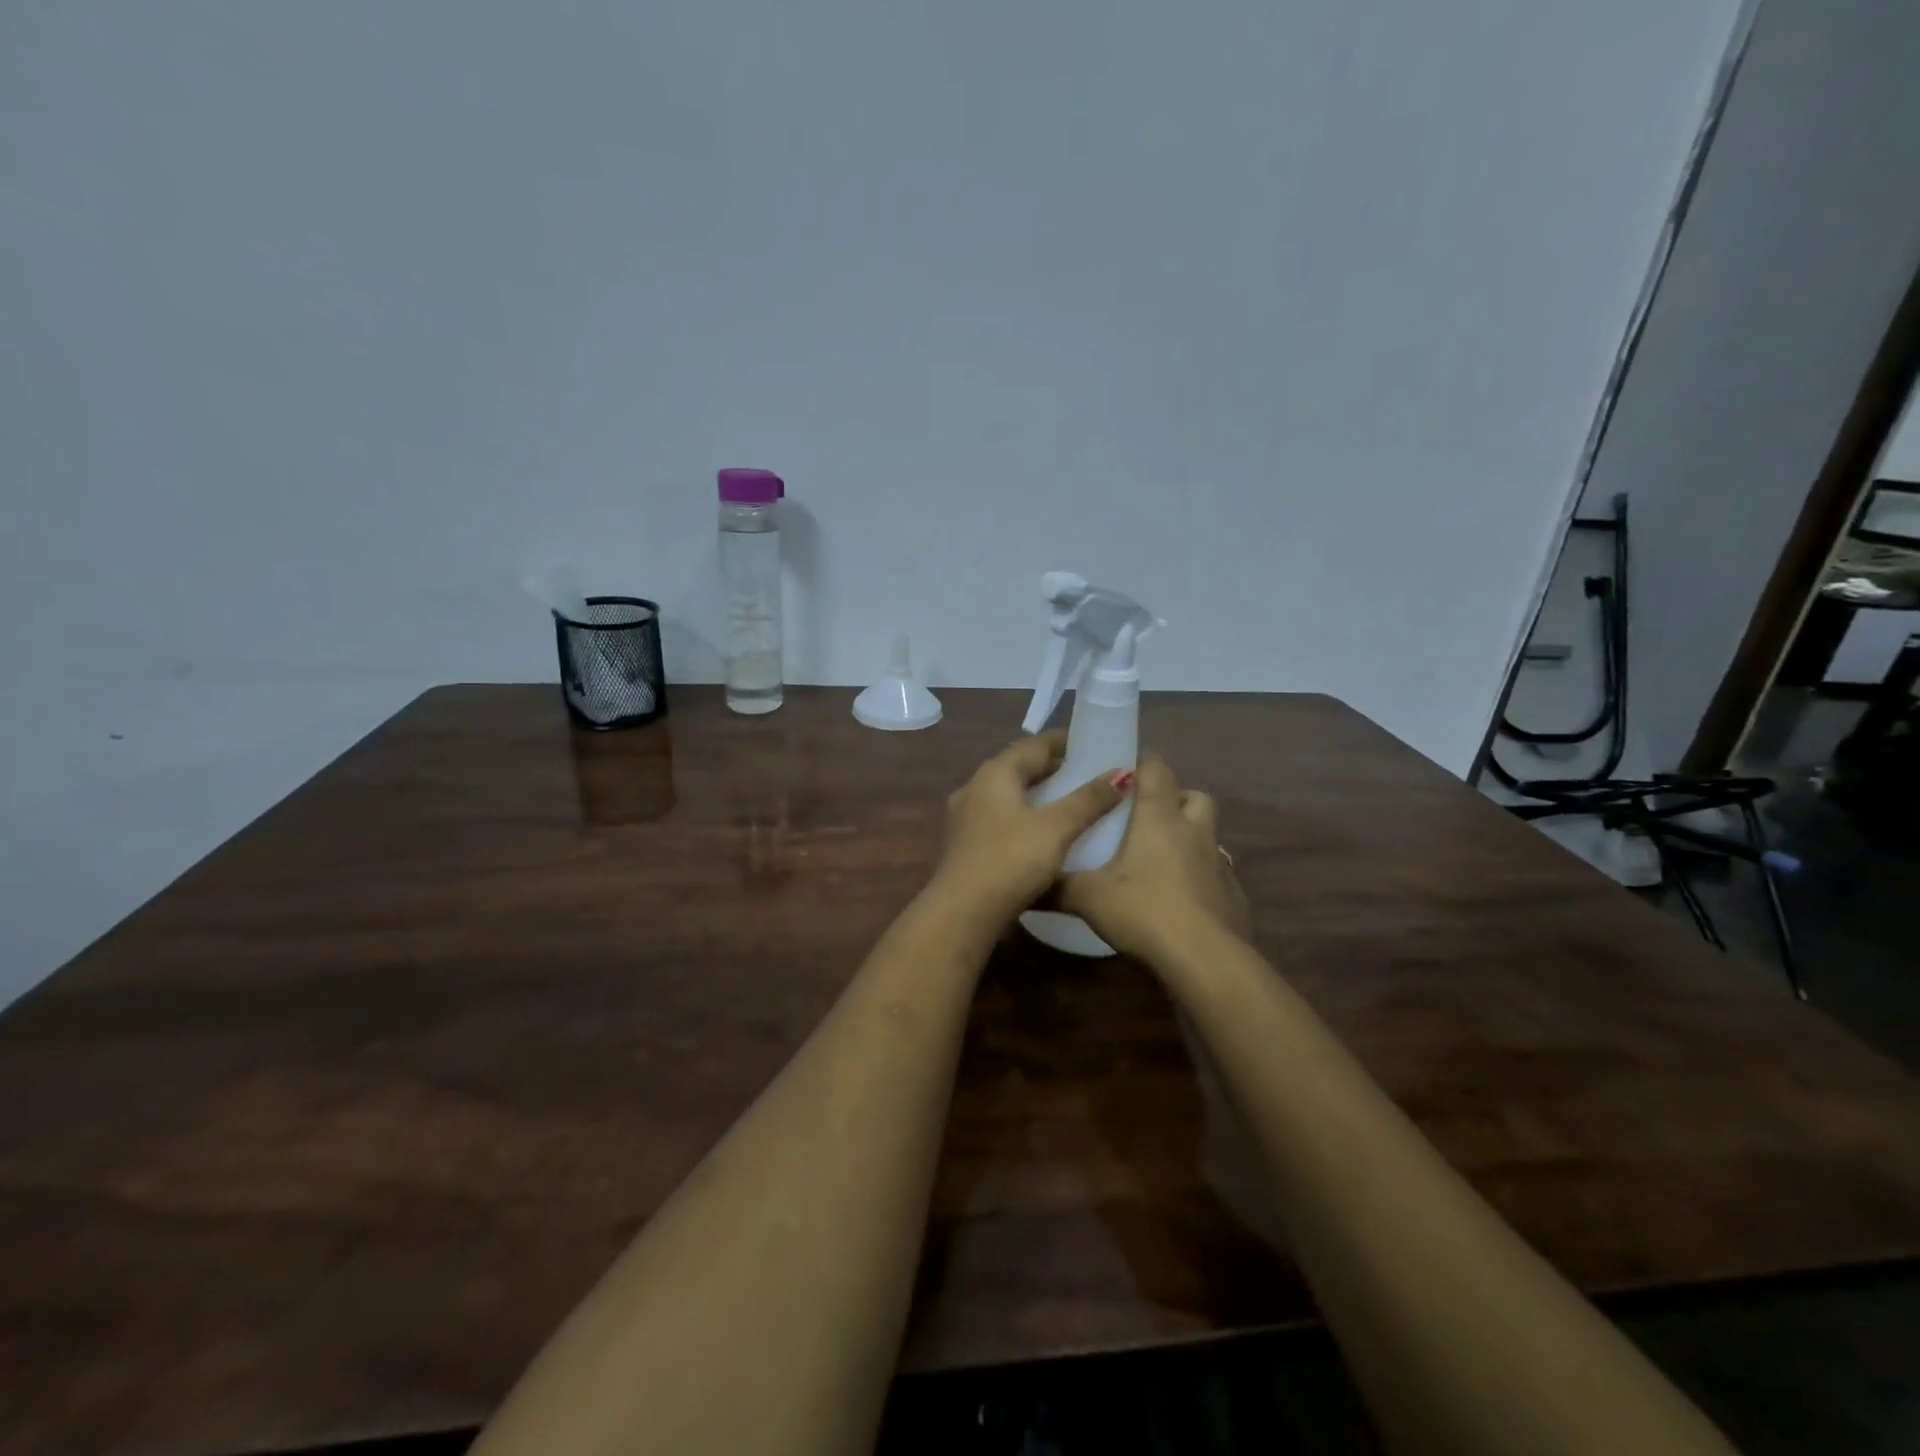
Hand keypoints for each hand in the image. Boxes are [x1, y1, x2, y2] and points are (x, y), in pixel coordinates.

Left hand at [929, 732, 1131, 928]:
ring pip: (1009, 794)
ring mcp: (966, 816)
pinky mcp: (966, 843)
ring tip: (1071, 800)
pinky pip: (1001, 817)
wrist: (963, 911)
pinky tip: (1043, 831)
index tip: (1093, 742)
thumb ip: (1089, 800)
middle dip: (1053, 767)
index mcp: (995, 773)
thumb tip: (1122, 773)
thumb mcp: (1056, 827)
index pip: (1034, 744)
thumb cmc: (1011, 860)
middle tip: (1089, 772)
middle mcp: (975, 786)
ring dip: (1038, 793)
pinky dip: (1025, 815)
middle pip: (1019, 767)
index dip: (1065, 741)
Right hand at [1061, 753, 1249, 959]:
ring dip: (1189, 836)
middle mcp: (1194, 831)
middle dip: (1174, 798)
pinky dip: (1200, 876)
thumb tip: (1027, 884)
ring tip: (1161, 858)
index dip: (1142, 761)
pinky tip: (1181, 899)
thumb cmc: (1144, 911)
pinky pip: (1217, 873)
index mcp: (1160, 818)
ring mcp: (1219, 863)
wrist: (1204, 960)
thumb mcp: (1088, 898)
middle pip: (1194, 796)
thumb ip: (1056, 886)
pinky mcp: (1233, 895)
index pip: (1157, 769)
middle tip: (1146, 816)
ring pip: (1208, 833)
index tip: (1123, 768)